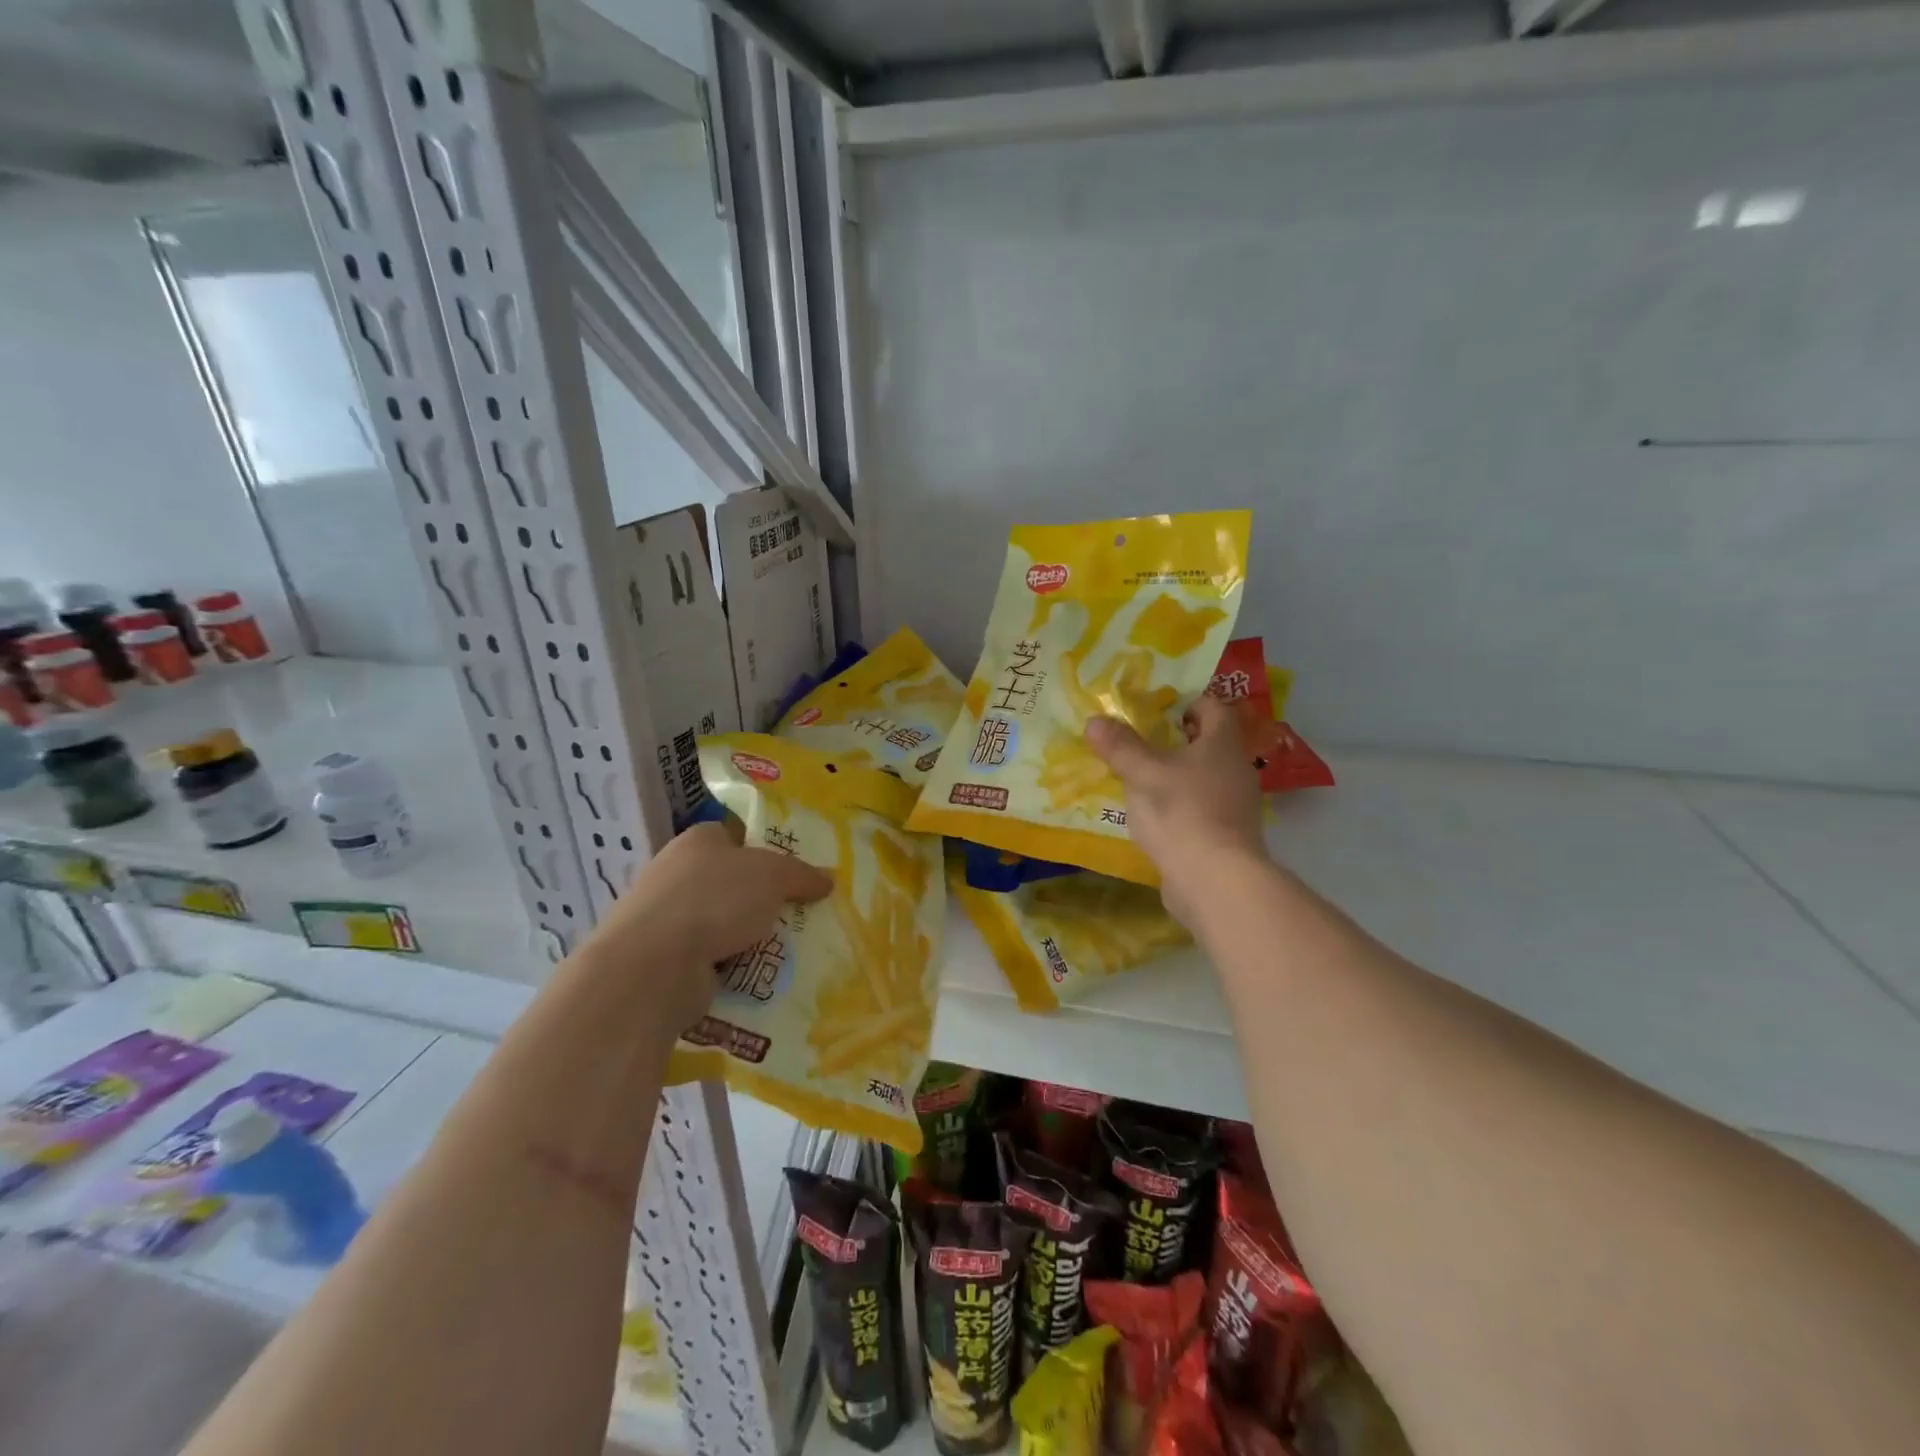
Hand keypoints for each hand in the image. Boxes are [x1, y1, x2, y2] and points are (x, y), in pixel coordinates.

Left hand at [585, 821, 832, 1030]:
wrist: (653, 966)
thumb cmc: (715, 900)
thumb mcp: (773, 876)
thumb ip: (802, 874)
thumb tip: (828, 878)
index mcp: (698, 840)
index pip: (734, 836)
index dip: (763, 850)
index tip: (792, 874)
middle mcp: (676, 873)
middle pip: (730, 881)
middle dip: (761, 900)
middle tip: (797, 914)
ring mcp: (666, 917)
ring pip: (720, 922)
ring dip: (746, 937)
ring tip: (785, 950)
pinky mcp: (663, 959)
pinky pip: (708, 958)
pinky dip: (729, 966)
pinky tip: (757, 976)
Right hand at [1086, 694, 1267, 923]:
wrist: (1215, 881)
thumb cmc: (1181, 812)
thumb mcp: (1142, 773)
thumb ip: (1119, 746)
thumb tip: (1095, 721)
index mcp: (1222, 743)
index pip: (1212, 707)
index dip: (1186, 701)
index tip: (1155, 707)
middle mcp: (1235, 769)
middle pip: (1207, 742)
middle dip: (1174, 739)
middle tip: (1137, 739)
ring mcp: (1234, 805)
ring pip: (1202, 777)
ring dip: (1174, 774)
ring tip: (1136, 777)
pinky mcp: (1226, 835)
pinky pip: (1199, 807)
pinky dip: (1178, 805)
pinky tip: (1150, 814)